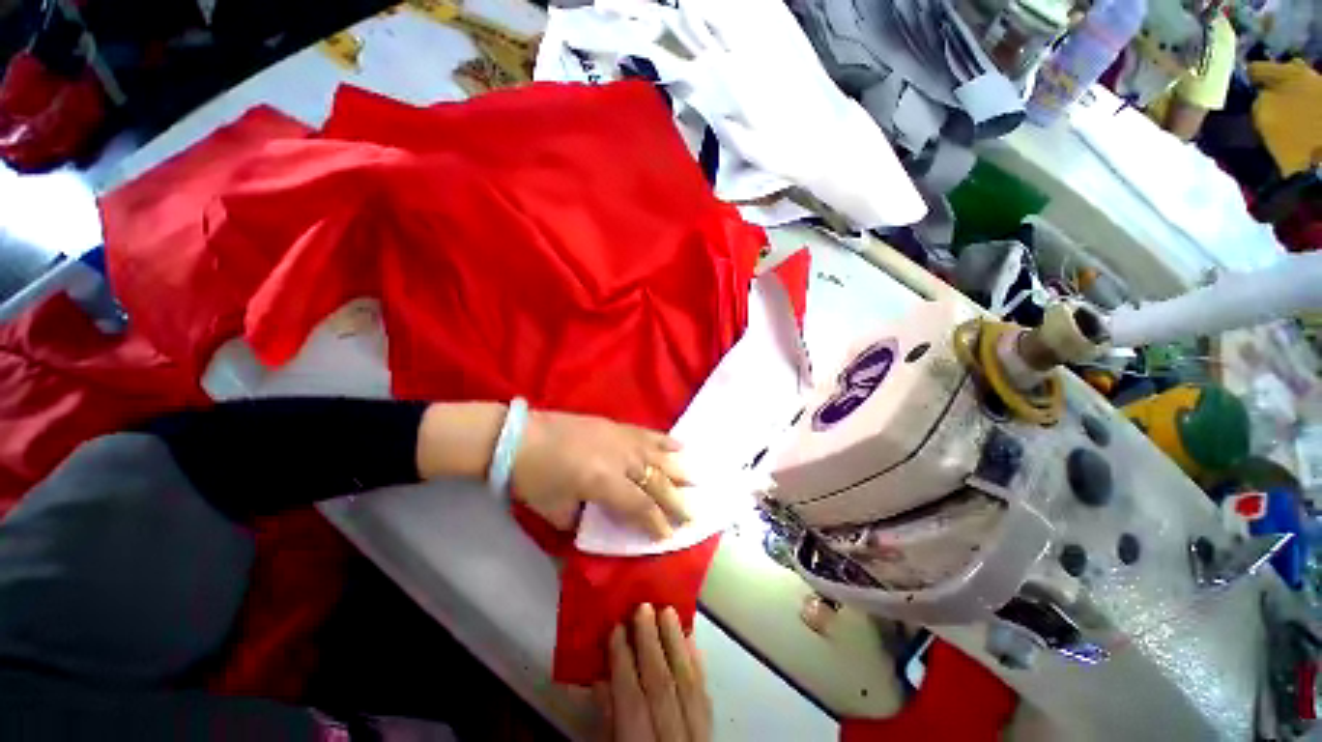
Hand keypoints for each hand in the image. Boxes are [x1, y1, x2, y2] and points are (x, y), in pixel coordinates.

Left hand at [512, 410, 689, 538]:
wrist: (520, 438)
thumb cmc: (534, 478)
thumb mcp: (556, 510)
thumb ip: (582, 521)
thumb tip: (601, 524)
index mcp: (604, 482)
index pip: (641, 506)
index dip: (657, 522)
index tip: (670, 535)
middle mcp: (620, 459)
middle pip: (657, 482)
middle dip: (676, 501)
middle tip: (693, 515)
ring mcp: (621, 439)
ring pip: (658, 456)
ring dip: (679, 470)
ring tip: (697, 480)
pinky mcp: (616, 426)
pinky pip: (647, 433)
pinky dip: (665, 440)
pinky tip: (681, 446)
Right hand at [596, 604, 711, 741]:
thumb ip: (609, 718)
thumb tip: (602, 677)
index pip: (632, 700)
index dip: (623, 662)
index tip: (616, 626)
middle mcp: (674, 740)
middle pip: (662, 685)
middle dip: (651, 642)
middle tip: (643, 606)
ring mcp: (697, 735)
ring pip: (688, 683)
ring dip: (676, 643)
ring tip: (667, 610)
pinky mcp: (711, 729)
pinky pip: (706, 693)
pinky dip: (697, 663)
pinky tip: (690, 638)